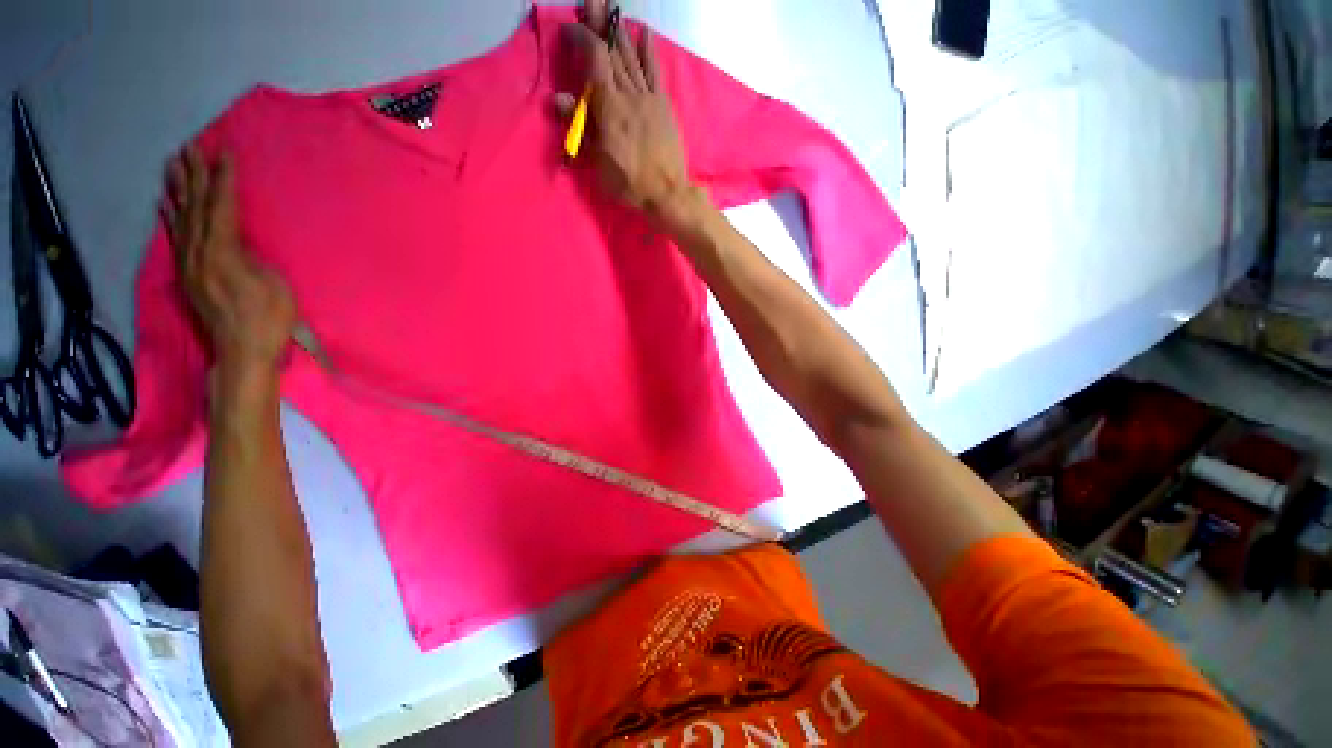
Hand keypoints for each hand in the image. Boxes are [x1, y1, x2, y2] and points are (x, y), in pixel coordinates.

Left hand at [165, 147, 295, 379]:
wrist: (244, 351)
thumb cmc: (269, 319)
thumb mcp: (274, 284)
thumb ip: (250, 256)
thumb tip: (236, 241)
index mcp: (223, 253)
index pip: (221, 208)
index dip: (223, 180)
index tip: (223, 154)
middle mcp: (199, 253)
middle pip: (195, 208)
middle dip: (193, 177)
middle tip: (189, 148)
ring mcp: (190, 265)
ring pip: (181, 219)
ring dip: (178, 191)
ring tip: (173, 165)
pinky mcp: (188, 275)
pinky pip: (176, 238)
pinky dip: (170, 218)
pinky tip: (165, 203)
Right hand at [557, 1, 696, 221]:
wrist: (667, 194)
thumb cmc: (629, 183)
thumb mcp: (598, 162)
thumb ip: (581, 128)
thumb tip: (559, 98)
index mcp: (609, 106)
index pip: (594, 58)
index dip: (583, 37)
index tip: (571, 28)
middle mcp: (628, 93)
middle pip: (612, 51)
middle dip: (600, 24)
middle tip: (592, 0)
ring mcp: (648, 97)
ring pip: (631, 57)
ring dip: (620, 32)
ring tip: (611, 8)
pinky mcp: (663, 105)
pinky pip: (655, 72)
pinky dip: (649, 51)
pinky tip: (644, 33)